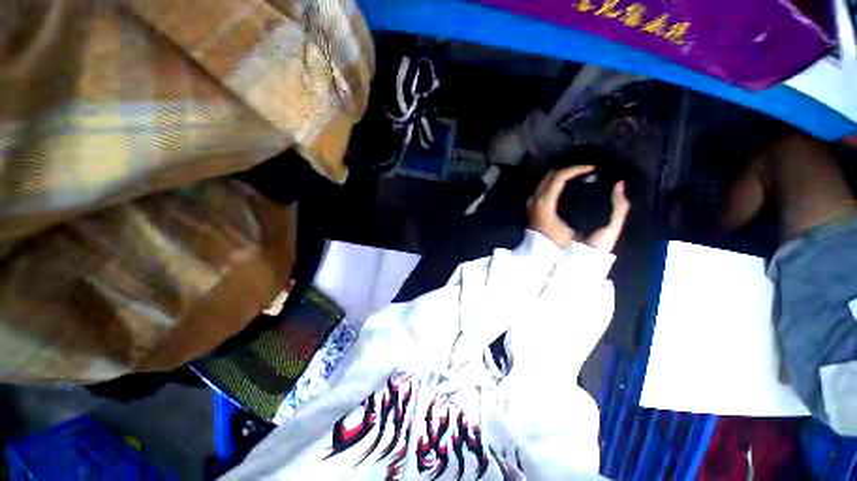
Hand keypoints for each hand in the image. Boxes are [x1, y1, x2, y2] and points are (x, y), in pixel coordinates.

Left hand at [527, 166, 629, 251]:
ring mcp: (530, 204)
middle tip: (587, 171)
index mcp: (545, 204)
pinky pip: (542, 188)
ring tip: (581, 177)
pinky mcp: (530, 208)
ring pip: (545, 181)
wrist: (542, 258)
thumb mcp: (590, 230)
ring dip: (562, 177)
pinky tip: (569, 187)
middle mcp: (534, 200)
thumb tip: (620, 186)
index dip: (577, 169)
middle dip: (569, 170)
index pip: (559, 177)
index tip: (593, 168)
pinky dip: (554, 184)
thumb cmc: (568, 246)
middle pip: (550, 175)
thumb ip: (616, 209)